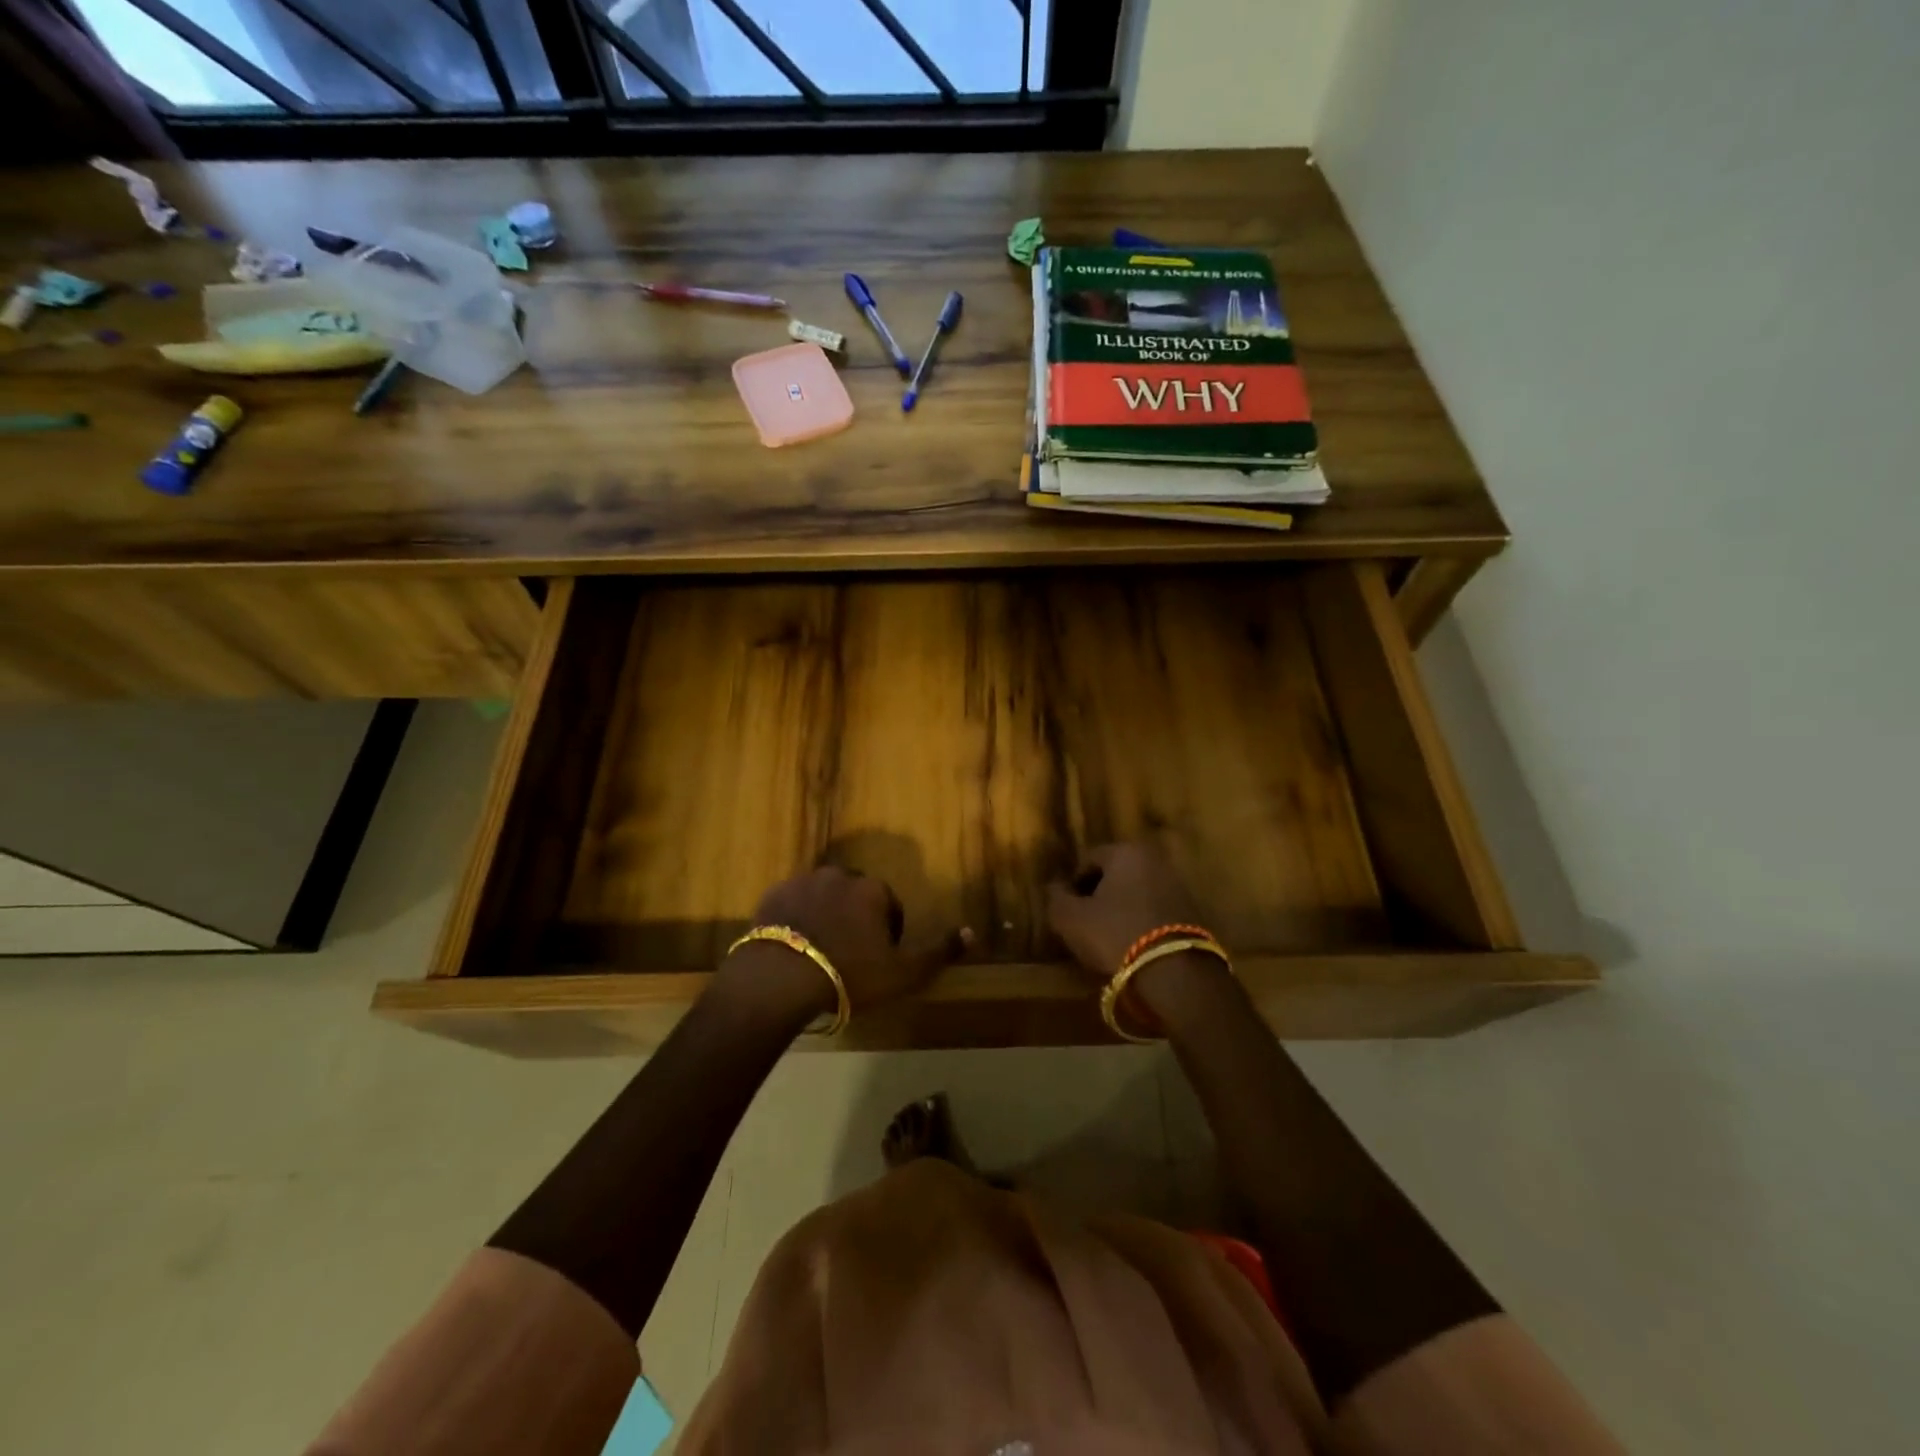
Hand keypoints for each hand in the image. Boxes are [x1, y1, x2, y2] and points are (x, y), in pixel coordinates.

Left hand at [718, 866, 969, 1023]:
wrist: (780, 979)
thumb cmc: (849, 975)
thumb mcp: (903, 972)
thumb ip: (939, 951)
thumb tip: (971, 932)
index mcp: (872, 889)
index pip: (889, 905)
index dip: (887, 933)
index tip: (877, 960)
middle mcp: (839, 875)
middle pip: (854, 895)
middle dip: (855, 918)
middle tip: (848, 955)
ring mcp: (802, 882)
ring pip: (822, 897)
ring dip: (825, 916)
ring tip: (818, 952)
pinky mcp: (772, 896)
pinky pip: (791, 904)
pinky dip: (795, 920)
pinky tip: (792, 949)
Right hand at [1046, 842, 1229, 1020]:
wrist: (1176, 973)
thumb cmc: (1115, 934)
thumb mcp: (1070, 919)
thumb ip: (1056, 898)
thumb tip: (1054, 887)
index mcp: (1126, 852)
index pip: (1089, 860)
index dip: (1073, 884)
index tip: (1067, 910)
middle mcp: (1156, 860)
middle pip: (1116, 874)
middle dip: (1099, 895)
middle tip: (1085, 923)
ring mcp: (1179, 885)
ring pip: (1137, 892)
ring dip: (1121, 909)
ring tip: (1108, 938)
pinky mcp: (1193, 912)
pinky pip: (1155, 910)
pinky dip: (1141, 922)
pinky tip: (1133, 945)